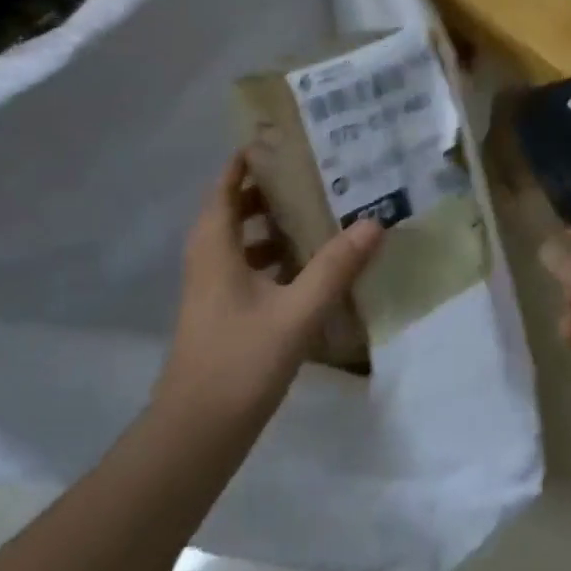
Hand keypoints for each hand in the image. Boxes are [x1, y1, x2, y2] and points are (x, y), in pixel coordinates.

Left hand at [152, 154, 382, 437]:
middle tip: (316, 168)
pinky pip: (249, 265)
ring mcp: (213, 287)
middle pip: (236, 206)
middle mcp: (209, 258)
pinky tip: (311, 265)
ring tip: (321, 208)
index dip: (250, 156)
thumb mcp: (296, 312)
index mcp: (215, 245)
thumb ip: (335, 267)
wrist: (195, 435)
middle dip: (272, 185)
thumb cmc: (239, 362)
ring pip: (243, 238)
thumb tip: (374, 222)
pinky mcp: (223, 311)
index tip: (287, 136)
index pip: (227, 182)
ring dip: (275, 221)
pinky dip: (275, 254)